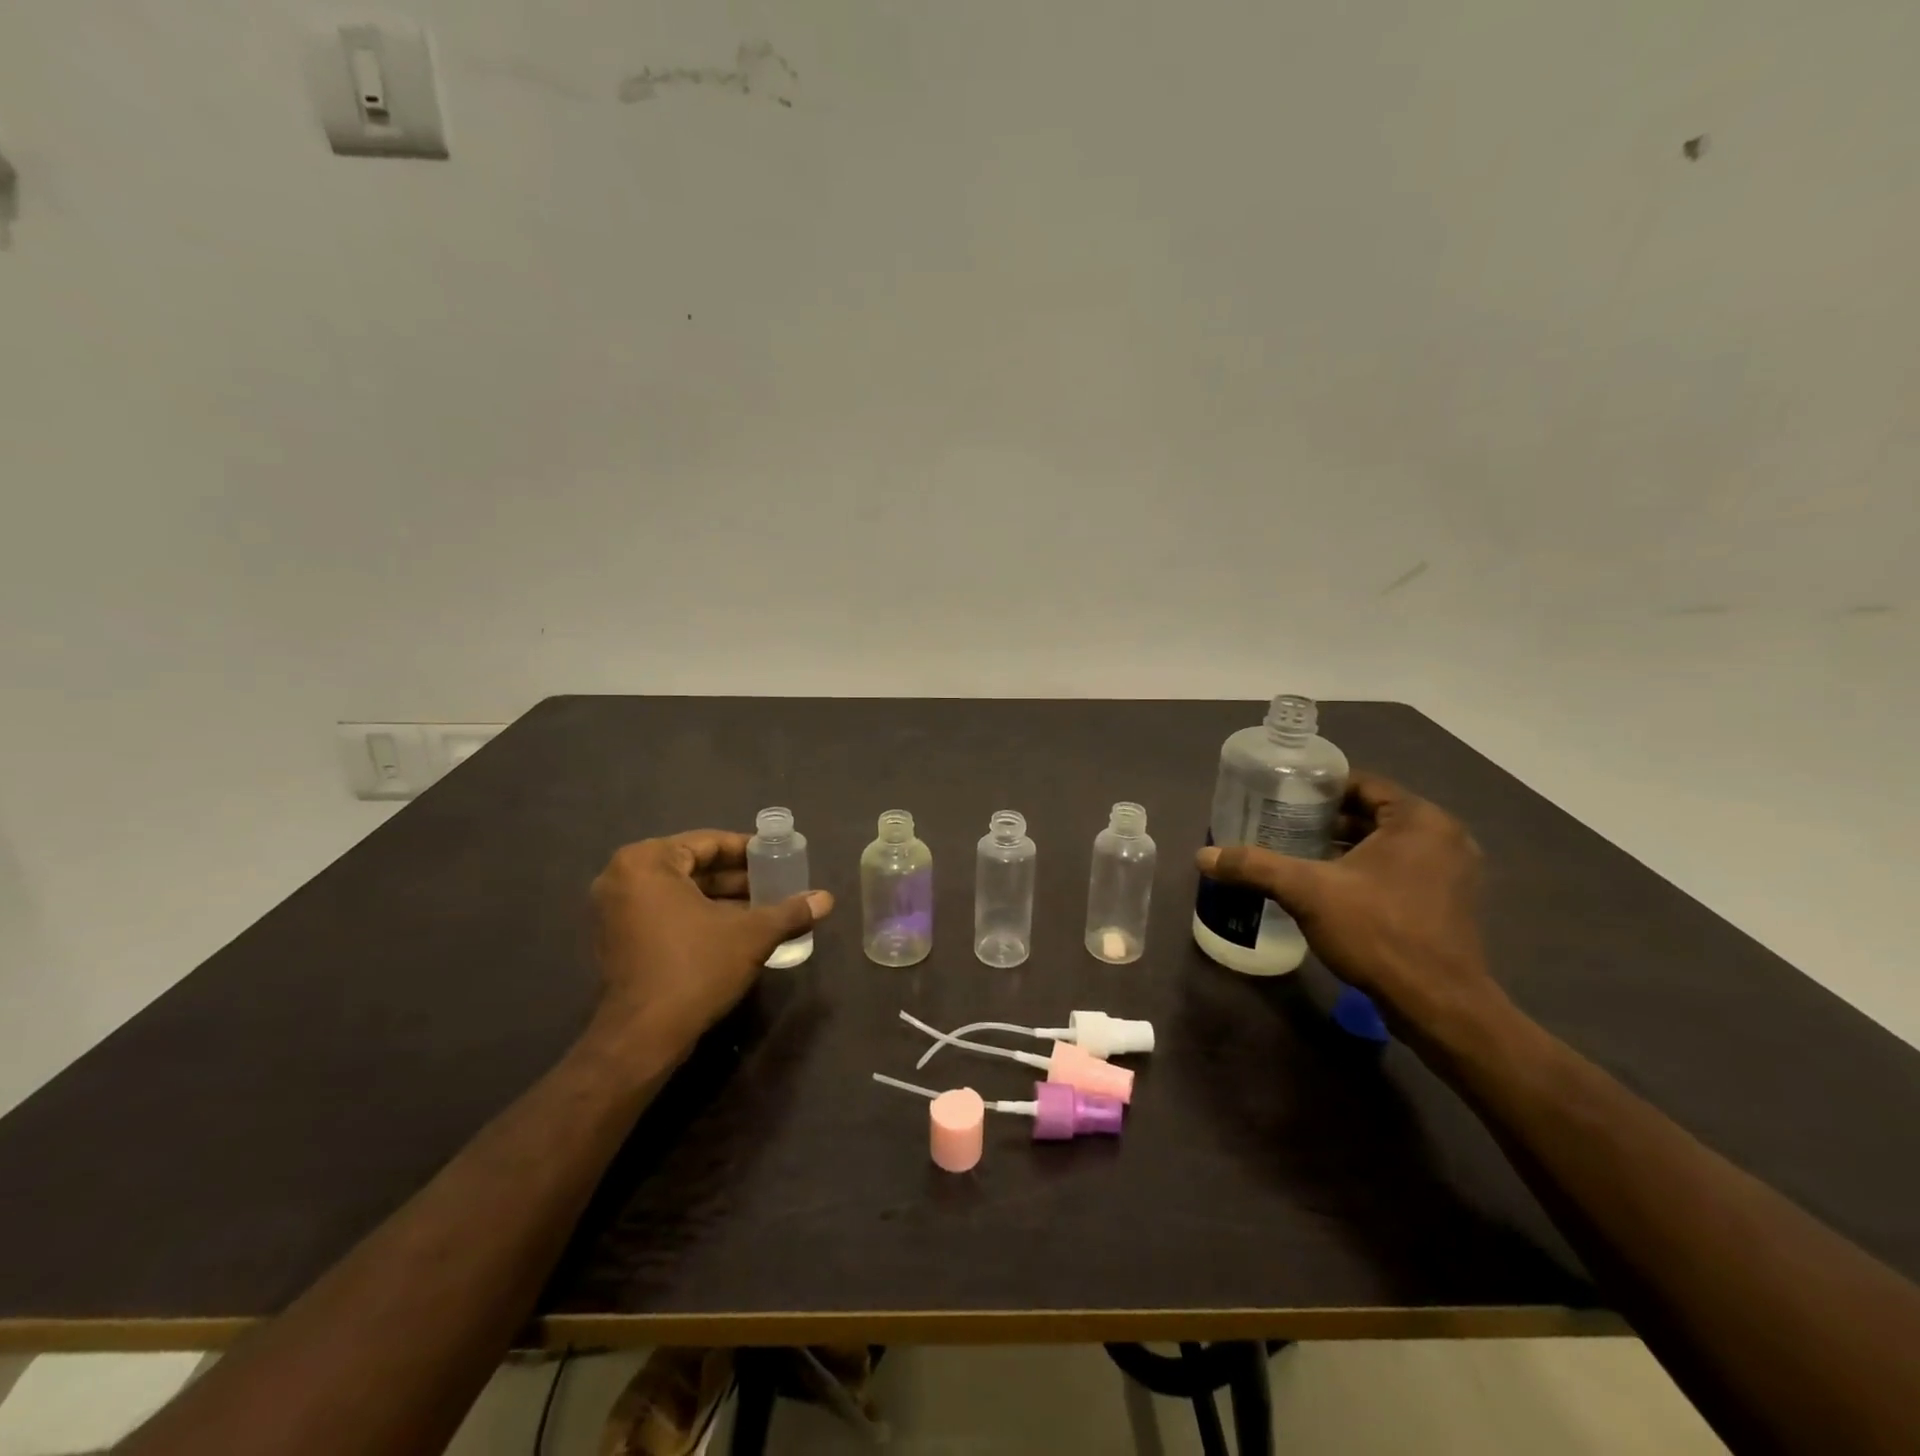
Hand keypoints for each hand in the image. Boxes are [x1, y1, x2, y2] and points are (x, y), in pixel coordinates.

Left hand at [589, 831, 831, 1065]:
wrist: (643, 1037)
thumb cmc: (695, 968)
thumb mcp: (751, 935)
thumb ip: (790, 912)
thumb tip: (827, 899)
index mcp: (646, 862)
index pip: (708, 842)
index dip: (748, 851)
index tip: (778, 858)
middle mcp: (621, 877)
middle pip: (692, 866)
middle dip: (735, 878)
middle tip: (774, 884)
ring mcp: (613, 911)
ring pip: (678, 892)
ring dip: (719, 899)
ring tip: (761, 909)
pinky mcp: (615, 940)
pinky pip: (663, 913)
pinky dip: (696, 916)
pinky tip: (733, 931)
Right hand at [1196, 773, 1496, 1029]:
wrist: (1437, 1005)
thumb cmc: (1377, 931)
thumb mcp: (1307, 892)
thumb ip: (1255, 867)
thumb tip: (1203, 856)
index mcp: (1420, 820)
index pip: (1362, 784)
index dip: (1318, 788)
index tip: (1282, 797)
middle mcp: (1444, 837)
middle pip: (1373, 813)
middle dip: (1326, 820)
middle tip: (1282, 824)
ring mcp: (1452, 873)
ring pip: (1386, 845)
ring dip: (1344, 846)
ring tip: (1297, 853)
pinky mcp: (1448, 903)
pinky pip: (1399, 870)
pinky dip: (1365, 870)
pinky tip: (1328, 887)